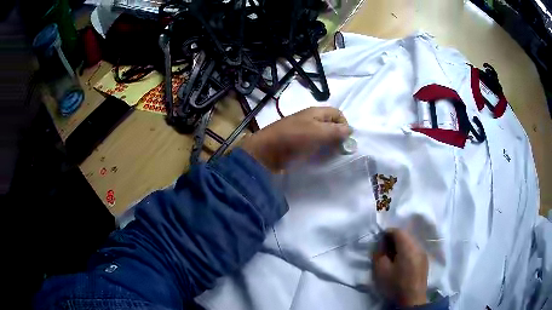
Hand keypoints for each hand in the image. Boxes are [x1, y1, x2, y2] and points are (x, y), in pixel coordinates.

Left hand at [240, 107, 349, 172]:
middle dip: (338, 135)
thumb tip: (350, 130)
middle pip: (331, 124)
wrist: (266, 152)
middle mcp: (310, 119)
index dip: (345, 125)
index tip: (346, 140)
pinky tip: (319, 157)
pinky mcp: (297, 143)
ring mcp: (303, 131)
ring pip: (323, 135)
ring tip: (331, 155)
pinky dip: (319, 149)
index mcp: (316, 112)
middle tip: (340, 150)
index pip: (337, 113)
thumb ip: (336, 130)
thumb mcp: (318, 132)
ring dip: (329, 144)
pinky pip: (314, 144)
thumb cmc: (293, 138)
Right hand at [373, 229, 428, 306]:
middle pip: (406, 235)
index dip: (387, 233)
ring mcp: (423, 253)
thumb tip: (380, 245)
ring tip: (392, 255)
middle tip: (384, 248)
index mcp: (408, 247)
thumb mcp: (381, 271)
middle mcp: (418, 246)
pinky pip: (415, 249)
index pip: (398, 231)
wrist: (412, 299)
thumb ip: (379, 254)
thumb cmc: (395, 284)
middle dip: (394, 238)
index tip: (379, 241)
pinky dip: (407, 250)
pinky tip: (402, 261)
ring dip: (401, 245)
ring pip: (411, 242)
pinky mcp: (424, 260)